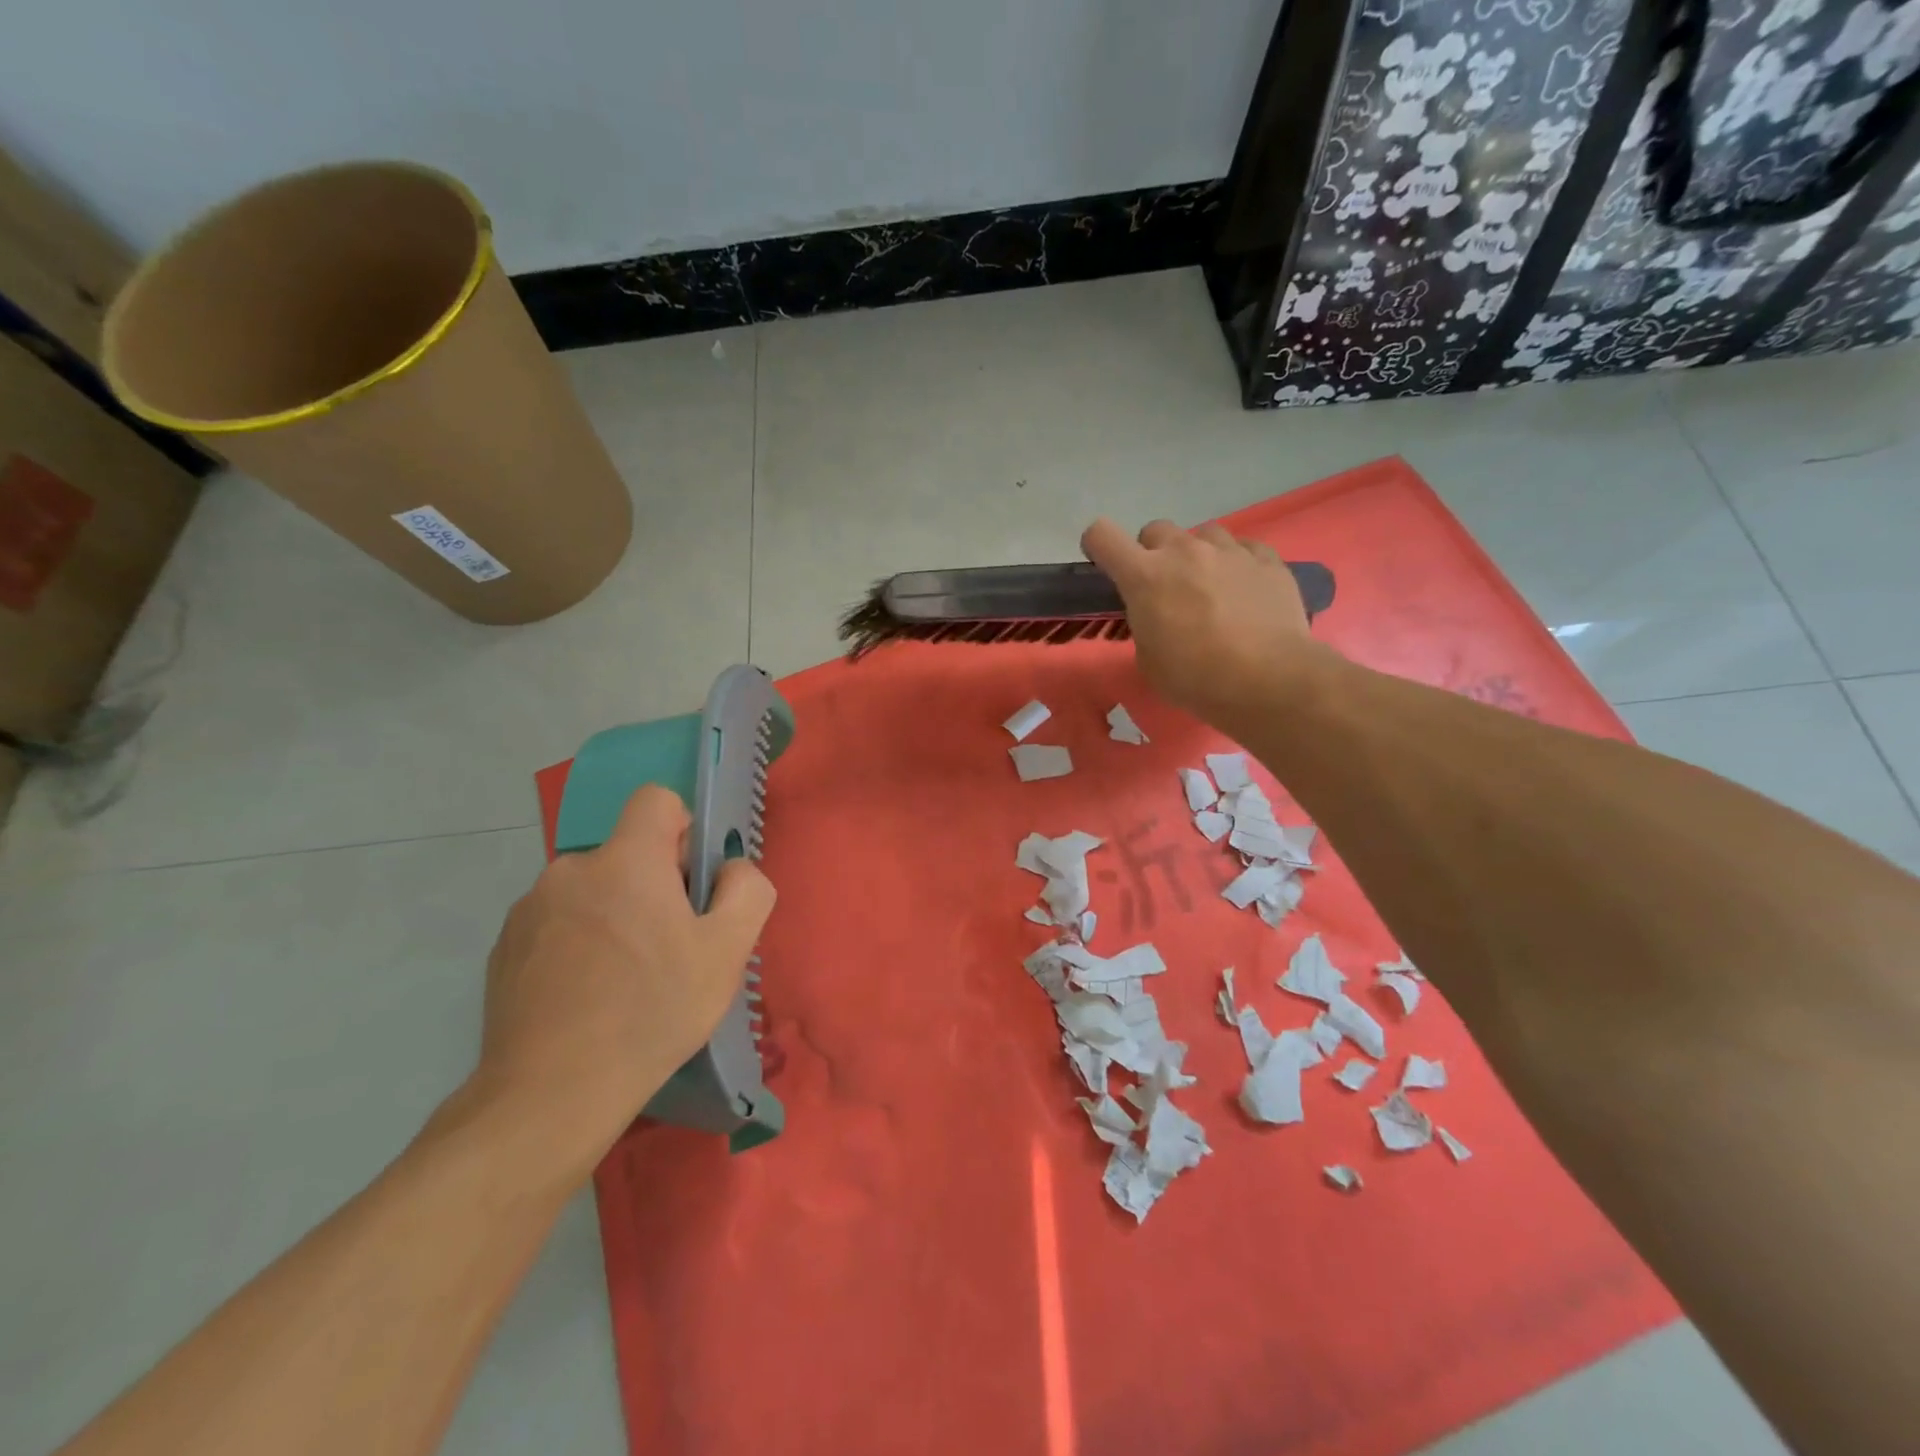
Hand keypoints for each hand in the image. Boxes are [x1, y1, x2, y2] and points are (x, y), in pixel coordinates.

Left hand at [468, 785, 775, 1176]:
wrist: (550, 1094)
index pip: (656, 800)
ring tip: (624, 979)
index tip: (689, 884)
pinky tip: (586, 996)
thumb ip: (747, 889)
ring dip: (613, 914)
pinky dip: (578, 942)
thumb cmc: (652, 1012)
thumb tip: (731, 869)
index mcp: (625, 860)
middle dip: (652, 884)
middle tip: (667, 947)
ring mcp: (529, 908)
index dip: (682, 831)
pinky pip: (557, 922)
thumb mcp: (728, 951)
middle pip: (626, 852)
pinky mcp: (504, 947)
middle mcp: (570, 869)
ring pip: (592, 889)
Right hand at [1081, 517, 1329, 731]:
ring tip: (1210, 587)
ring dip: (1198, 555)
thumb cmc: (1196, 678)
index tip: (1106, 566)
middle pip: (1156, 530)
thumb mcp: (1149, 660)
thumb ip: (1144, 625)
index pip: (1103, 535)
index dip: (1099, 547)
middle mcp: (1184, 551)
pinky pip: (1244, 548)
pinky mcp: (1268, 559)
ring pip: (1203, 534)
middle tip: (1165, 587)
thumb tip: (1157, 616)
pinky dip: (1237, 564)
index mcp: (1144, 576)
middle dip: (1154, 553)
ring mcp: (1230, 551)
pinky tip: (1244, 591)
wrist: (1269, 680)